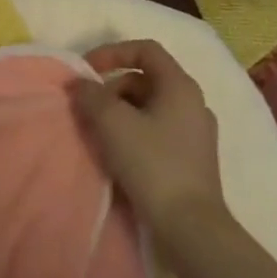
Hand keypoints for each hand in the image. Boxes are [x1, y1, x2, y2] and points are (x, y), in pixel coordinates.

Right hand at [72, 40, 225, 224]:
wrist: (190, 228)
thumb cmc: (152, 163)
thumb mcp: (112, 122)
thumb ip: (91, 94)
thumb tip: (80, 84)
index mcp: (180, 86)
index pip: (145, 49)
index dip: (112, 52)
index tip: (88, 70)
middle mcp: (194, 103)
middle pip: (146, 78)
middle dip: (112, 87)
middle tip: (89, 108)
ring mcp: (196, 133)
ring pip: (150, 106)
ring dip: (120, 111)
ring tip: (99, 132)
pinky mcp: (193, 159)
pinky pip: (157, 130)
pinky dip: (134, 132)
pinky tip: (118, 153)